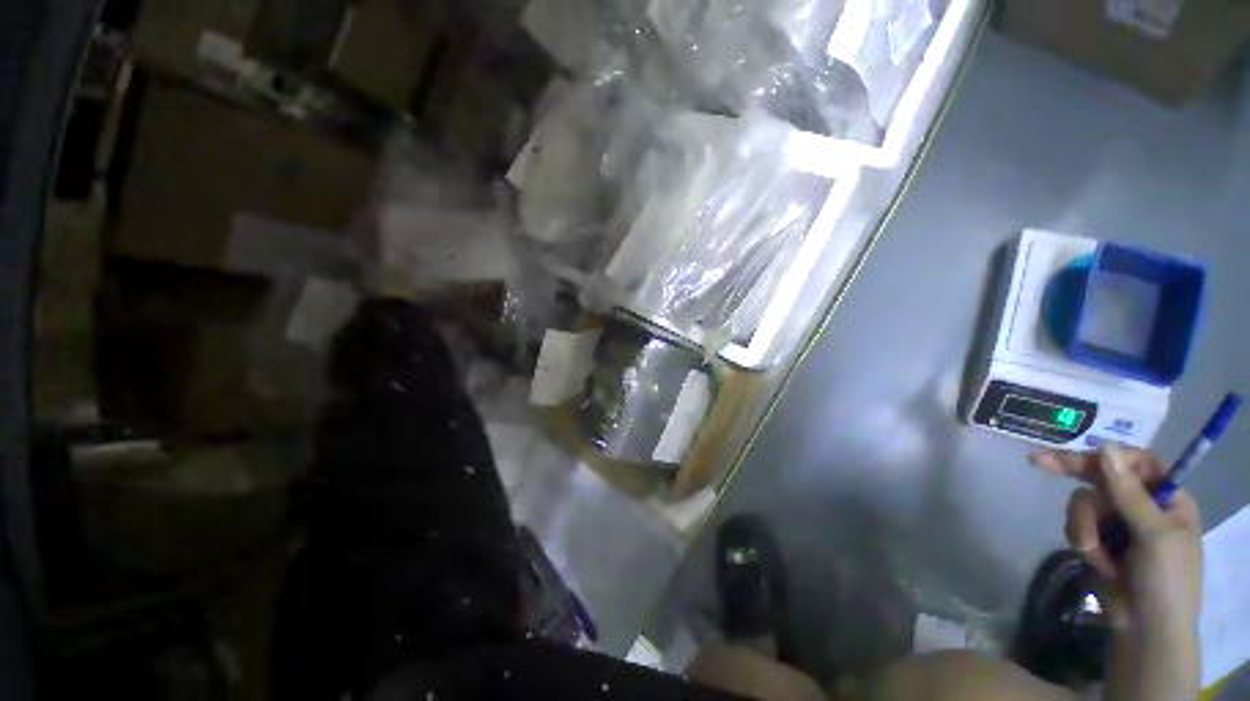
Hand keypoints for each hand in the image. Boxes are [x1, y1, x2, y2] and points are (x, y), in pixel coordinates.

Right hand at [1030, 445, 1201, 633]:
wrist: (1145, 629)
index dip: (1111, 457)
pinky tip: (1092, 559)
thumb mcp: (1153, 535)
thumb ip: (1130, 493)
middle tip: (1037, 461)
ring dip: (1083, 526)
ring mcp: (1118, 524)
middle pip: (1103, 477)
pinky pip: (1077, 524)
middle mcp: (1141, 505)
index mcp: (1166, 498)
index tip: (1081, 459)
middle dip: (1074, 474)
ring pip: (1084, 503)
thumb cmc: (1165, 579)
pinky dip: (1081, 540)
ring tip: (1092, 553)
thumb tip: (1106, 448)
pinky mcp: (1098, 539)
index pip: (1137, 462)